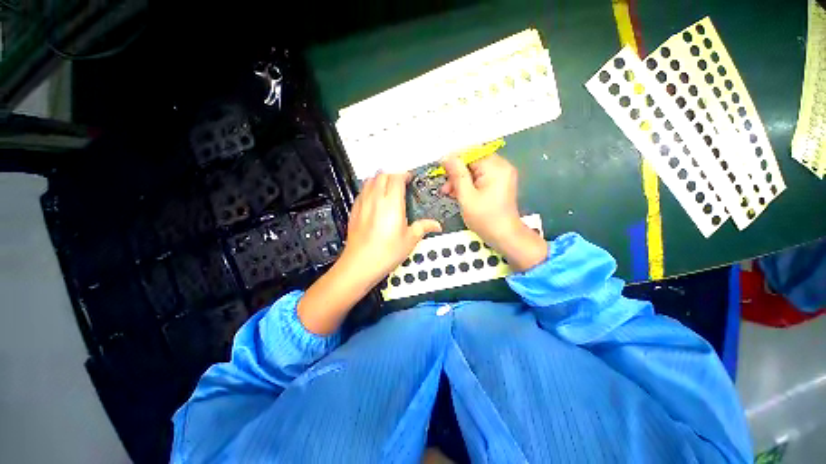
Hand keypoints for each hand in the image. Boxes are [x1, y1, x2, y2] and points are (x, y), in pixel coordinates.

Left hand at [340, 172, 441, 286]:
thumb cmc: (386, 252)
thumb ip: (423, 227)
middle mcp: (375, 199)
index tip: (409, 179)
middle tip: (400, 183)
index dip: (404, 175)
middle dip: (392, 175)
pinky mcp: (354, 211)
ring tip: (387, 188)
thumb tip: (435, 225)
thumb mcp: (410, 240)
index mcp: (391, 203)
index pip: (396, 178)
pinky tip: (374, 199)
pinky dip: (369, 189)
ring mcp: (362, 204)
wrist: (361, 263)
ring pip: (369, 180)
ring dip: (379, 179)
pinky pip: (361, 192)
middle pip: (382, 175)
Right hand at [441, 154, 546, 270]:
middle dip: (457, 173)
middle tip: (446, 187)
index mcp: (495, 168)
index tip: (442, 171)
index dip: (454, 160)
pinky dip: (469, 184)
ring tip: (450, 193)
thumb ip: (457, 174)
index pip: (471, 153)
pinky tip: (459, 194)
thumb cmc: (485, 218)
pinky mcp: (499, 183)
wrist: (504, 236)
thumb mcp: (466, 196)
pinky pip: (480, 177)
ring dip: (461, 180)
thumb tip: (447, 157)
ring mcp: (502, 175)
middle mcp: (501, 167)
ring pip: (475, 170)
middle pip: (473, 161)